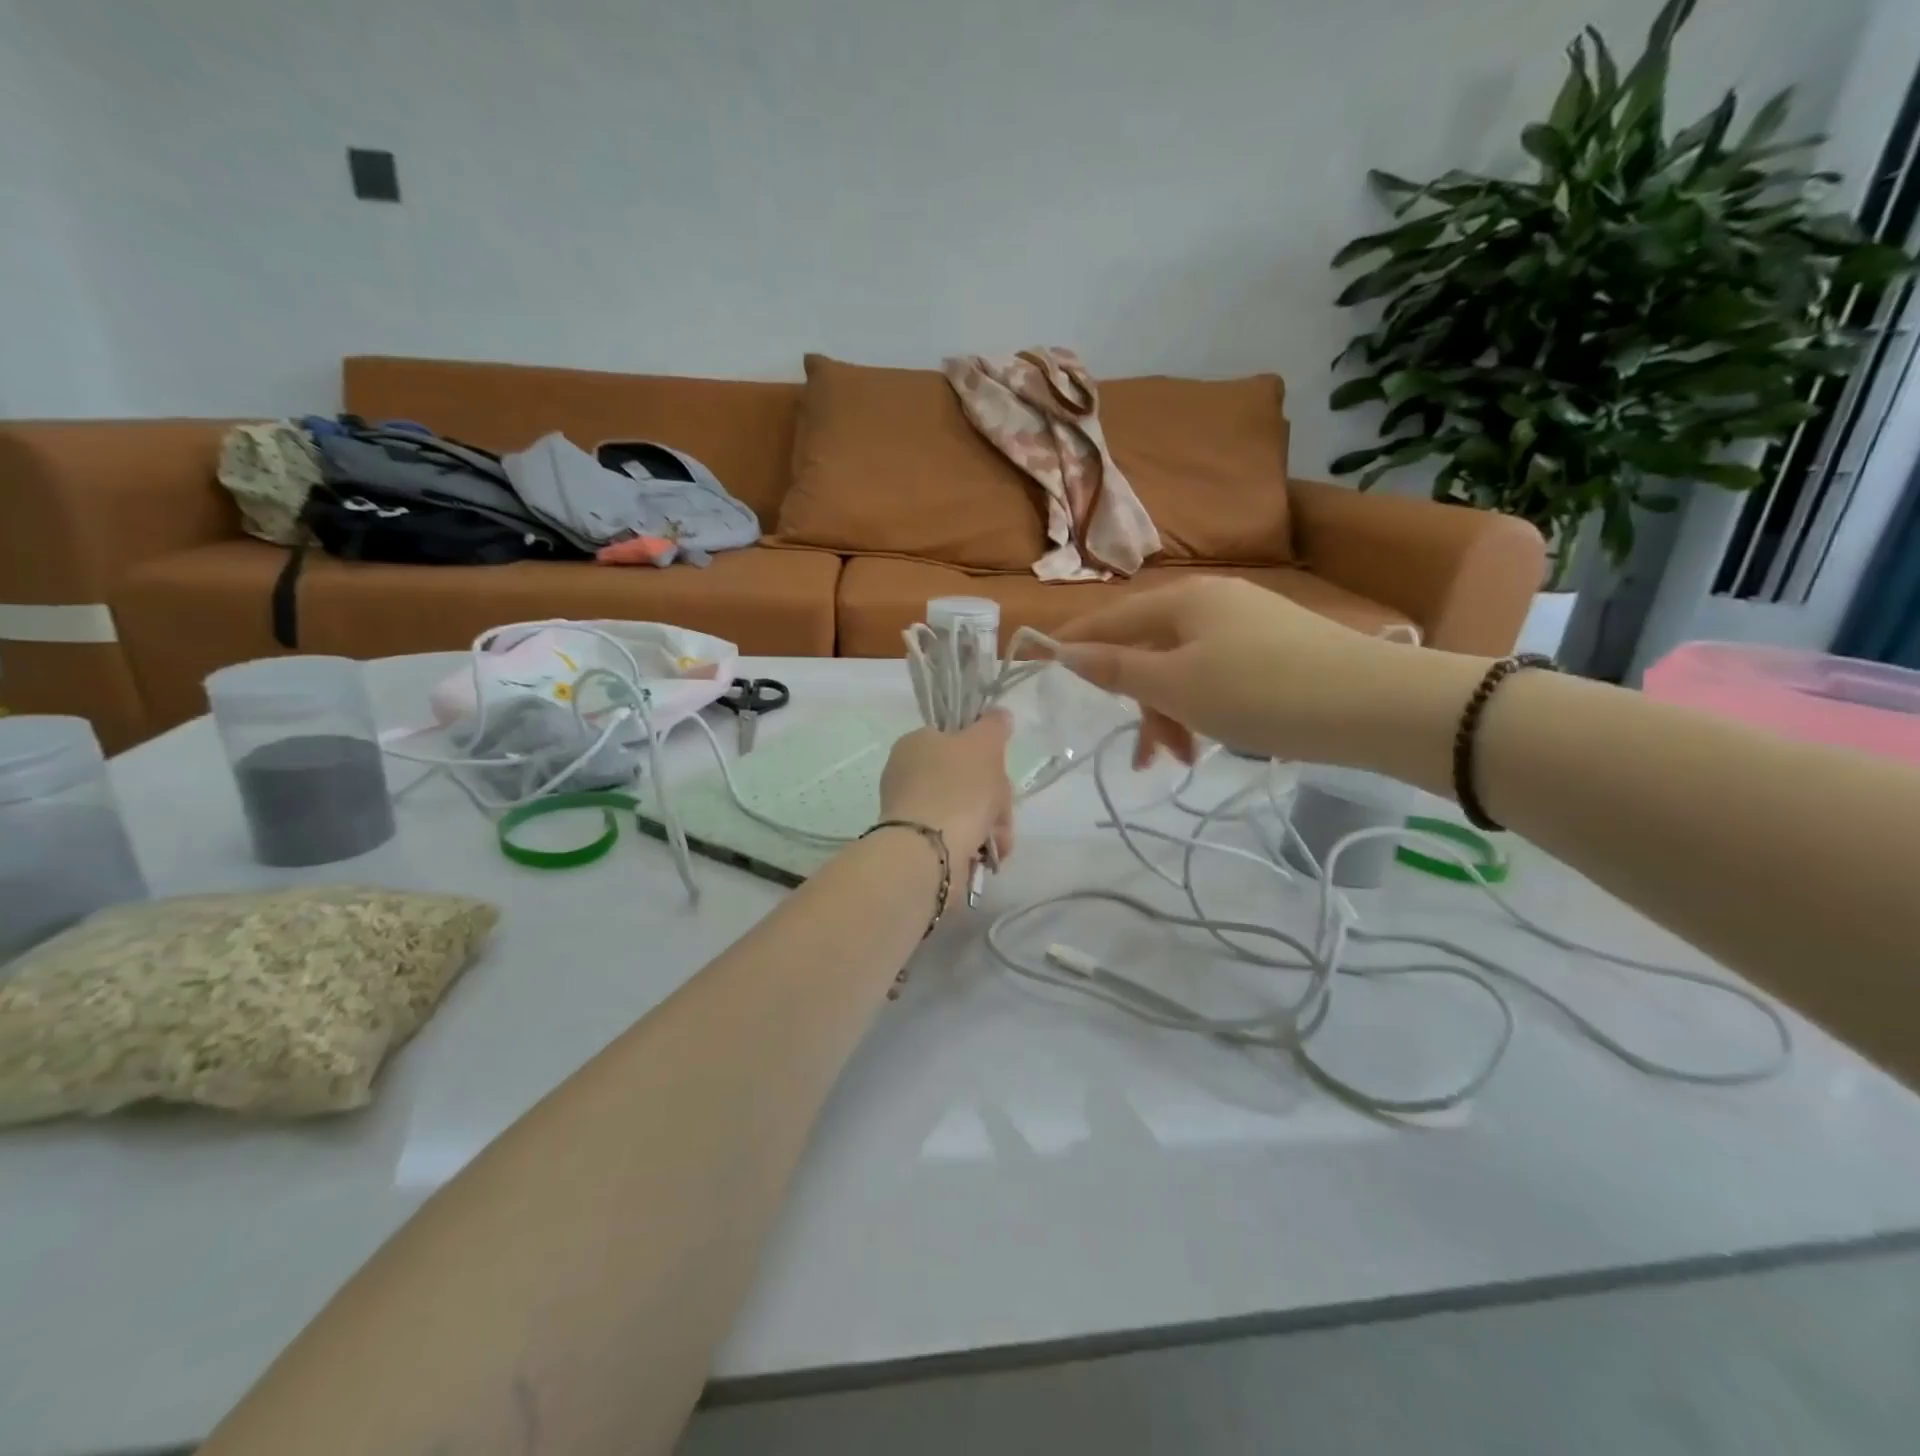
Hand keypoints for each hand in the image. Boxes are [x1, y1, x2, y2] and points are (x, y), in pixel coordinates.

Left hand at [879, 711, 1015, 873]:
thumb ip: (993, 726)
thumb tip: (998, 716)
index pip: (956, 739)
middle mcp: (908, 775)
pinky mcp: (920, 844)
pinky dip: (976, 844)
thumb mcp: (983, 744)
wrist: (929, 852)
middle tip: (1000, 806)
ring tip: (997, 838)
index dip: (984, 751)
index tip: (998, 766)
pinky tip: (987, 853)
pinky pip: (958, 836)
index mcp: (915, 744)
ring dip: (991, 823)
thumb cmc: (957, 788)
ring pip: (968, 810)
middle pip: (967, 778)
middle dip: (993, 795)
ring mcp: (913, 811)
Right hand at [1052, 577, 1478, 771]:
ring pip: (1183, 669)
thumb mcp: (1176, 685)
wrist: (1375, 704)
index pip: (1110, 620)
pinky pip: (1216, 677)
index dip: (1074, 644)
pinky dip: (1203, 710)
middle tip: (1145, 757)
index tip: (1040, 665)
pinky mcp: (1275, 650)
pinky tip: (1212, 742)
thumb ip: (1116, 669)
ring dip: (1171, 714)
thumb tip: (1064, 651)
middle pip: (1148, 649)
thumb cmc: (1261, 691)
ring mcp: (1246, 625)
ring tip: (1182, 759)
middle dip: (1138, 702)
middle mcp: (1211, 602)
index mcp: (1182, 600)